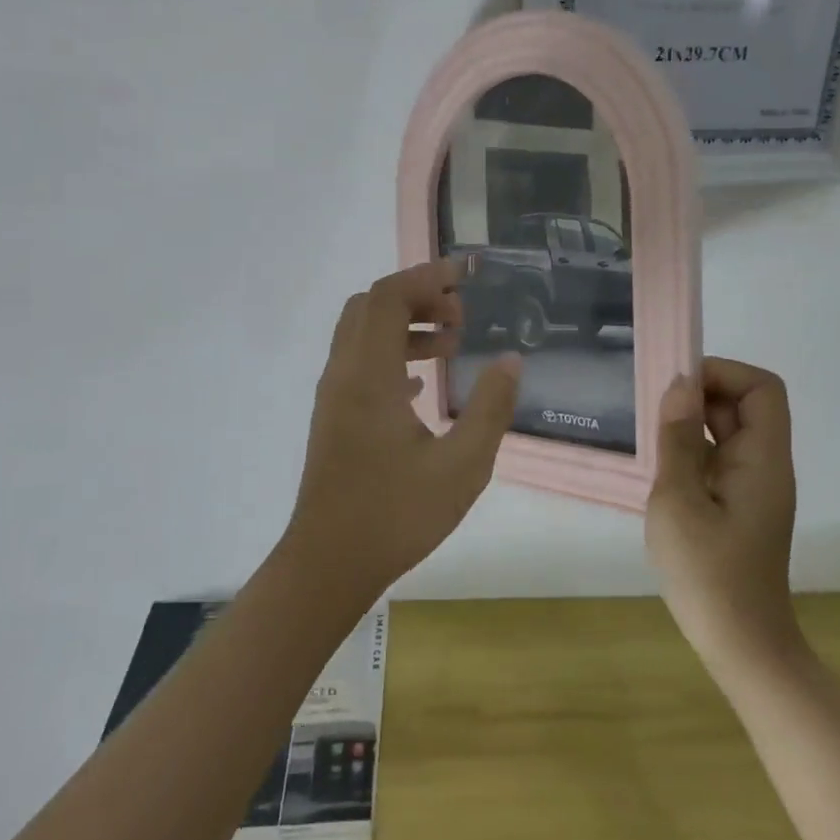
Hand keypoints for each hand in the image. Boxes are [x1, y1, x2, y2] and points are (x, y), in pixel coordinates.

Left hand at [285, 259, 521, 594]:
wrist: (329, 563)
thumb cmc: (396, 515)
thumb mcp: (462, 466)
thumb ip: (490, 408)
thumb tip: (510, 361)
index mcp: (369, 376)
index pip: (388, 297)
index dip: (427, 277)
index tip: (466, 277)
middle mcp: (343, 375)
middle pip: (369, 306)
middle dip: (416, 296)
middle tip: (460, 314)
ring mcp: (333, 397)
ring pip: (361, 335)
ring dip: (403, 326)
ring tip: (450, 345)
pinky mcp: (333, 418)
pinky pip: (359, 364)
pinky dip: (390, 355)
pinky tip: (421, 385)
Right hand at [647, 359, 801, 670]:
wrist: (740, 644)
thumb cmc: (708, 572)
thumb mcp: (679, 500)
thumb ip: (677, 440)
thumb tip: (679, 385)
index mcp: (763, 459)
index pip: (761, 388)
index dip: (723, 373)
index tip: (676, 383)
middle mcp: (765, 466)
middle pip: (744, 407)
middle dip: (700, 396)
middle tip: (650, 406)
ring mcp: (753, 488)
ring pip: (727, 434)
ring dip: (690, 425)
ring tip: (647, 434)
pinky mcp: (738, 508)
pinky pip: (717, 461)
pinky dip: (689, 453)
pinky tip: (657, 468)